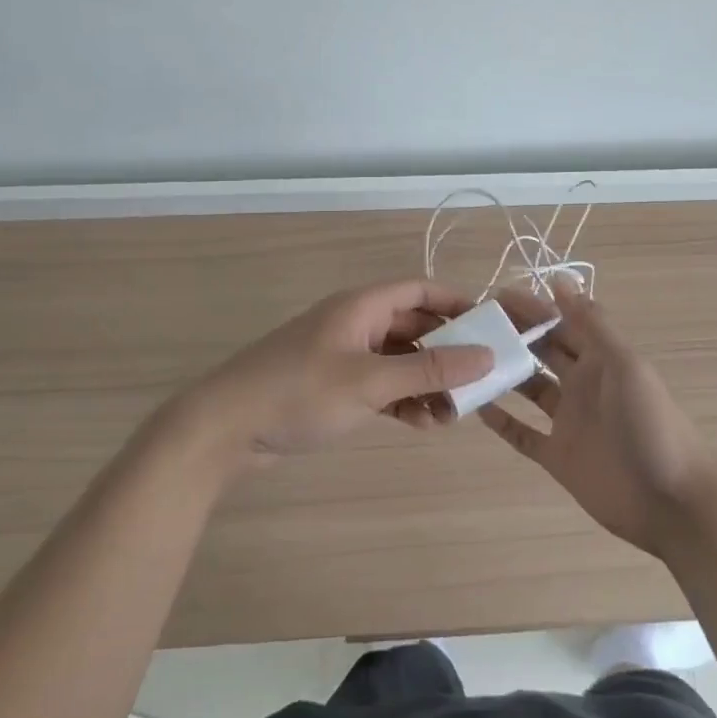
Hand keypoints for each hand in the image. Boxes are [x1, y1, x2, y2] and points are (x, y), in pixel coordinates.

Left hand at [176, 279, 493, 466]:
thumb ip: (429, 369)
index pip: (421, 289)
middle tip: (479, 381)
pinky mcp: (332, 384)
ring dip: (426, 381)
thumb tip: (487, 355)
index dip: (458, 303)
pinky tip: (420, 423)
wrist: (224, 428)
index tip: (492, 328)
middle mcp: (355, 322)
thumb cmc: (300, 391)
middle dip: (447, 352)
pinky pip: (380, 383)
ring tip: (452, 413)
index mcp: (362, 305)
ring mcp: (342, 354)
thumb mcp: (370, 381)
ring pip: (399, 358)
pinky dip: (402, 398)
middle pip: (414, 325)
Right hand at [479, 280, 716, 557]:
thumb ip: (592, 323)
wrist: (673, 503)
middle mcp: (582, 384)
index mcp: (600, 358)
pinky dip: (502, 421)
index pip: (560, 323)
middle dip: (512, 335)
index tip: (492, 296)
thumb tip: (559, 278)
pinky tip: (475, 407)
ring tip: (465, 360)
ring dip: (503, 373)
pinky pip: (523, 434)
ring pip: (528, 389)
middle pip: (541, 351)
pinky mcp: (558, 457)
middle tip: (470, 324)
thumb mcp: (625, 365)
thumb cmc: (651, 425)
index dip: (530, 308)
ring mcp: (568, 421)